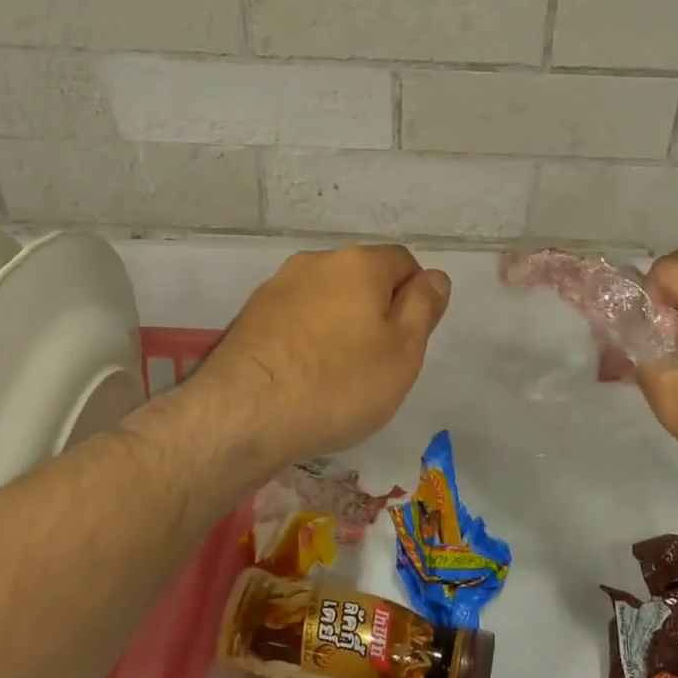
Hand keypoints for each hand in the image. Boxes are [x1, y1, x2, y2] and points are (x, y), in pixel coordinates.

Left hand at [194, 245, 450, 468]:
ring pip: (326, 299)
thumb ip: (424, 307)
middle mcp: (315, 263)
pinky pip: (295, 320)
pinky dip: (307, 340)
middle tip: (379, 362)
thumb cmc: (338, 383)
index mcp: (358, 263)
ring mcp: (276, 288)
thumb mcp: (403, 351)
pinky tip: (304, 378)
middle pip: (361, 278)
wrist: (242, 415)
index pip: (403, 262)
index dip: (416, 297)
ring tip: (338, 375)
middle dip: (376, 311)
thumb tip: (435, 277)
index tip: (410, 340)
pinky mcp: (249, 318)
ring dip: (339, 325)